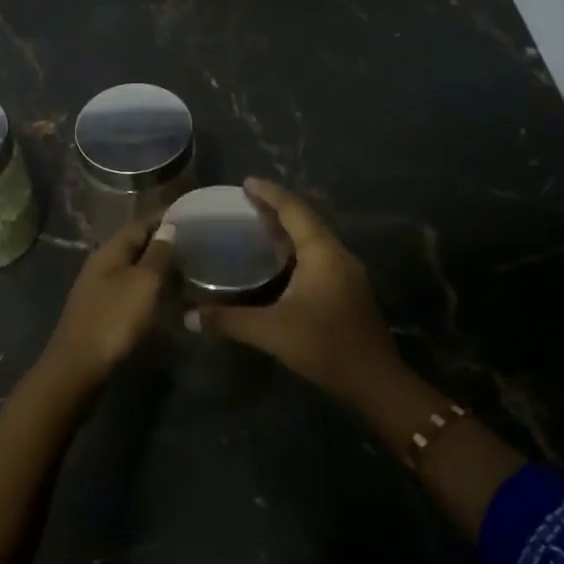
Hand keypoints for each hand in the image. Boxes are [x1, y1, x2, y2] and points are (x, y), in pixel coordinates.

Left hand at [35, 215, 175, 392]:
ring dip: (157, 265)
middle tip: (195, 241)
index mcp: (110, 251)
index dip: (165, 217)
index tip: (191, 214)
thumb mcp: (143, 283)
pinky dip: (149, 286)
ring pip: (133, 268)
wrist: (79, 367)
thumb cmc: (114, 319)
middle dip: (163, 241)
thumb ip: (157, 253)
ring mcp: (99, 289)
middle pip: (135, 245)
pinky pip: (130, 288)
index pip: (141, 223)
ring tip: (187, 266)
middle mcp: (102, 264)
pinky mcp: (102, 311)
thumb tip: (169, 226)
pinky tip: (165, 294)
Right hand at [186, 179, 402, 398]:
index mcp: (322, 252)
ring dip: (289, 229)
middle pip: (306, 219)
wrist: (375, 381)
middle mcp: (338, 254)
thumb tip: (189, 316)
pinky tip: (280, 261)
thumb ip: (229, 321)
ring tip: (258, 225)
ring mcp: (347, 272)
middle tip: (246, 202)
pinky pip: (319, 255)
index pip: (293, 210)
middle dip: (277, 208)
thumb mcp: (271, 332)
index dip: (270, 193)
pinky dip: (297, 249)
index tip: (246, 182)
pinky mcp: (348, 289)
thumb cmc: (324, 346)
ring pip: (314, 238)